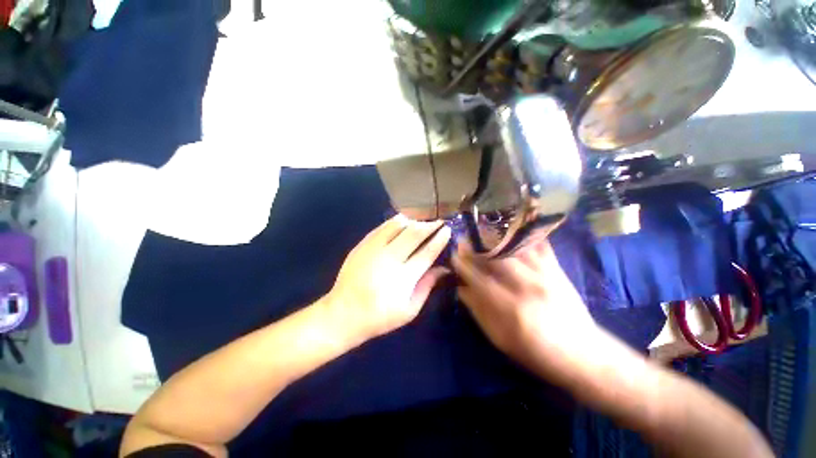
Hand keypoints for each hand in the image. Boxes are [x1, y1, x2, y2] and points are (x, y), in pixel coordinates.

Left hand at [327, 215, 451, 339]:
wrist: (343, 313)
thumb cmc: (379, 317)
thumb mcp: (409, 310)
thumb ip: (427, 286)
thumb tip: (443, 268)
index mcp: (404, 277)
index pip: (427, 252)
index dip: (439, 239)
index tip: (447, 230)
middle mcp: (390, 258)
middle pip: (414, 233)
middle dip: (430, 225)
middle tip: (438, 221)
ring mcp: (374, 249)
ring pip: (397, 225)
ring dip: (413, 221)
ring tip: (420, 222)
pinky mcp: (362, 244)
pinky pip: (382, 226)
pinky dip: (395, 222)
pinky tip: (402, 223)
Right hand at [452, 239, 600, 384]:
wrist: (583, 354)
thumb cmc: (536, 352)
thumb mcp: (500, 338)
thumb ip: (478, 310)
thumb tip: (460, 287)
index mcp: (509, 308)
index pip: (478, 277)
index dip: (462, 264)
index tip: (454, 255)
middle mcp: (526, 286)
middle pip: (495, 257)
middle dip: (475, 246)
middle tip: (465, 240)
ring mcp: (544, 275)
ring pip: (514, 247)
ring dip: (495, 237)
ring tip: (482, 232)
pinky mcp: (557, 270)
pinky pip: (538, 244)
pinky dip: (524, 234)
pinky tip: (512, 229)